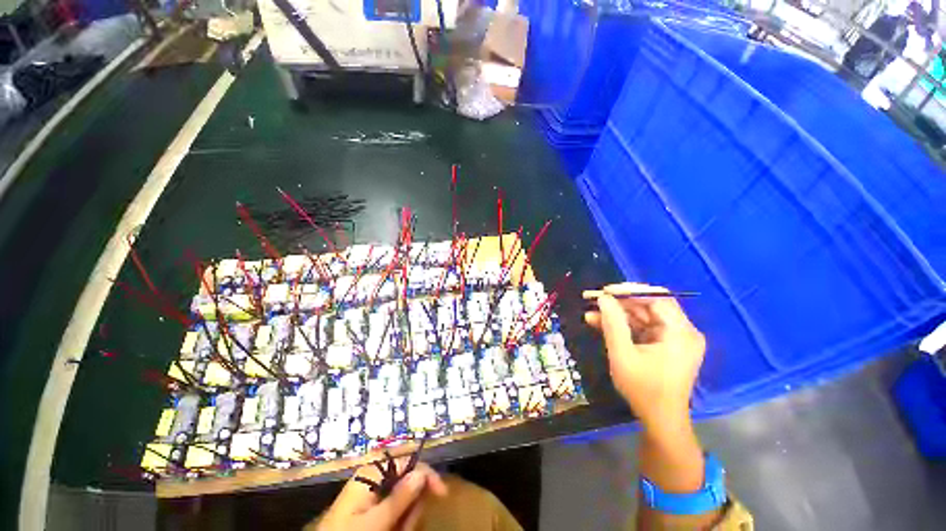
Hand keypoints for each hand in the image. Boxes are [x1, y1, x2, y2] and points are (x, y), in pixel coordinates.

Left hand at [317, 458, 447, 530]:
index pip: (406, 461)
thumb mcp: (374, 522)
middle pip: (406, 480)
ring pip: (403, 499)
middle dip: (412, 504)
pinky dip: (399, 523)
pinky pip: (395, 511)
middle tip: (407, 527)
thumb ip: (399, 497)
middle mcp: (373, 479)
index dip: (425, 472)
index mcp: (371, 473)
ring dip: (406, 518)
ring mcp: (372, 495)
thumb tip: (422, 471)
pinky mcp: (372, 509)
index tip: (441, 492)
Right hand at [584, 282, 705, 427]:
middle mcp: (682, 331)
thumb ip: (613, 324)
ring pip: (642, 316)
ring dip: (616, 314)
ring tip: (590, 312)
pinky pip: (641, 328)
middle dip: (618, 302)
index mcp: (680, 333)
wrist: (659, 421)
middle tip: (593, 299)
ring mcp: (673, 338)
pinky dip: (621, 326)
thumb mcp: (623, 355)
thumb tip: (603, 298)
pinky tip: (598, 323)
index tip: (605, 291)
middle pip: (649, 306)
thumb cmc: (644, 390)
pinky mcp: (664, 345)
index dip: (630, 291)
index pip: (658, 298)